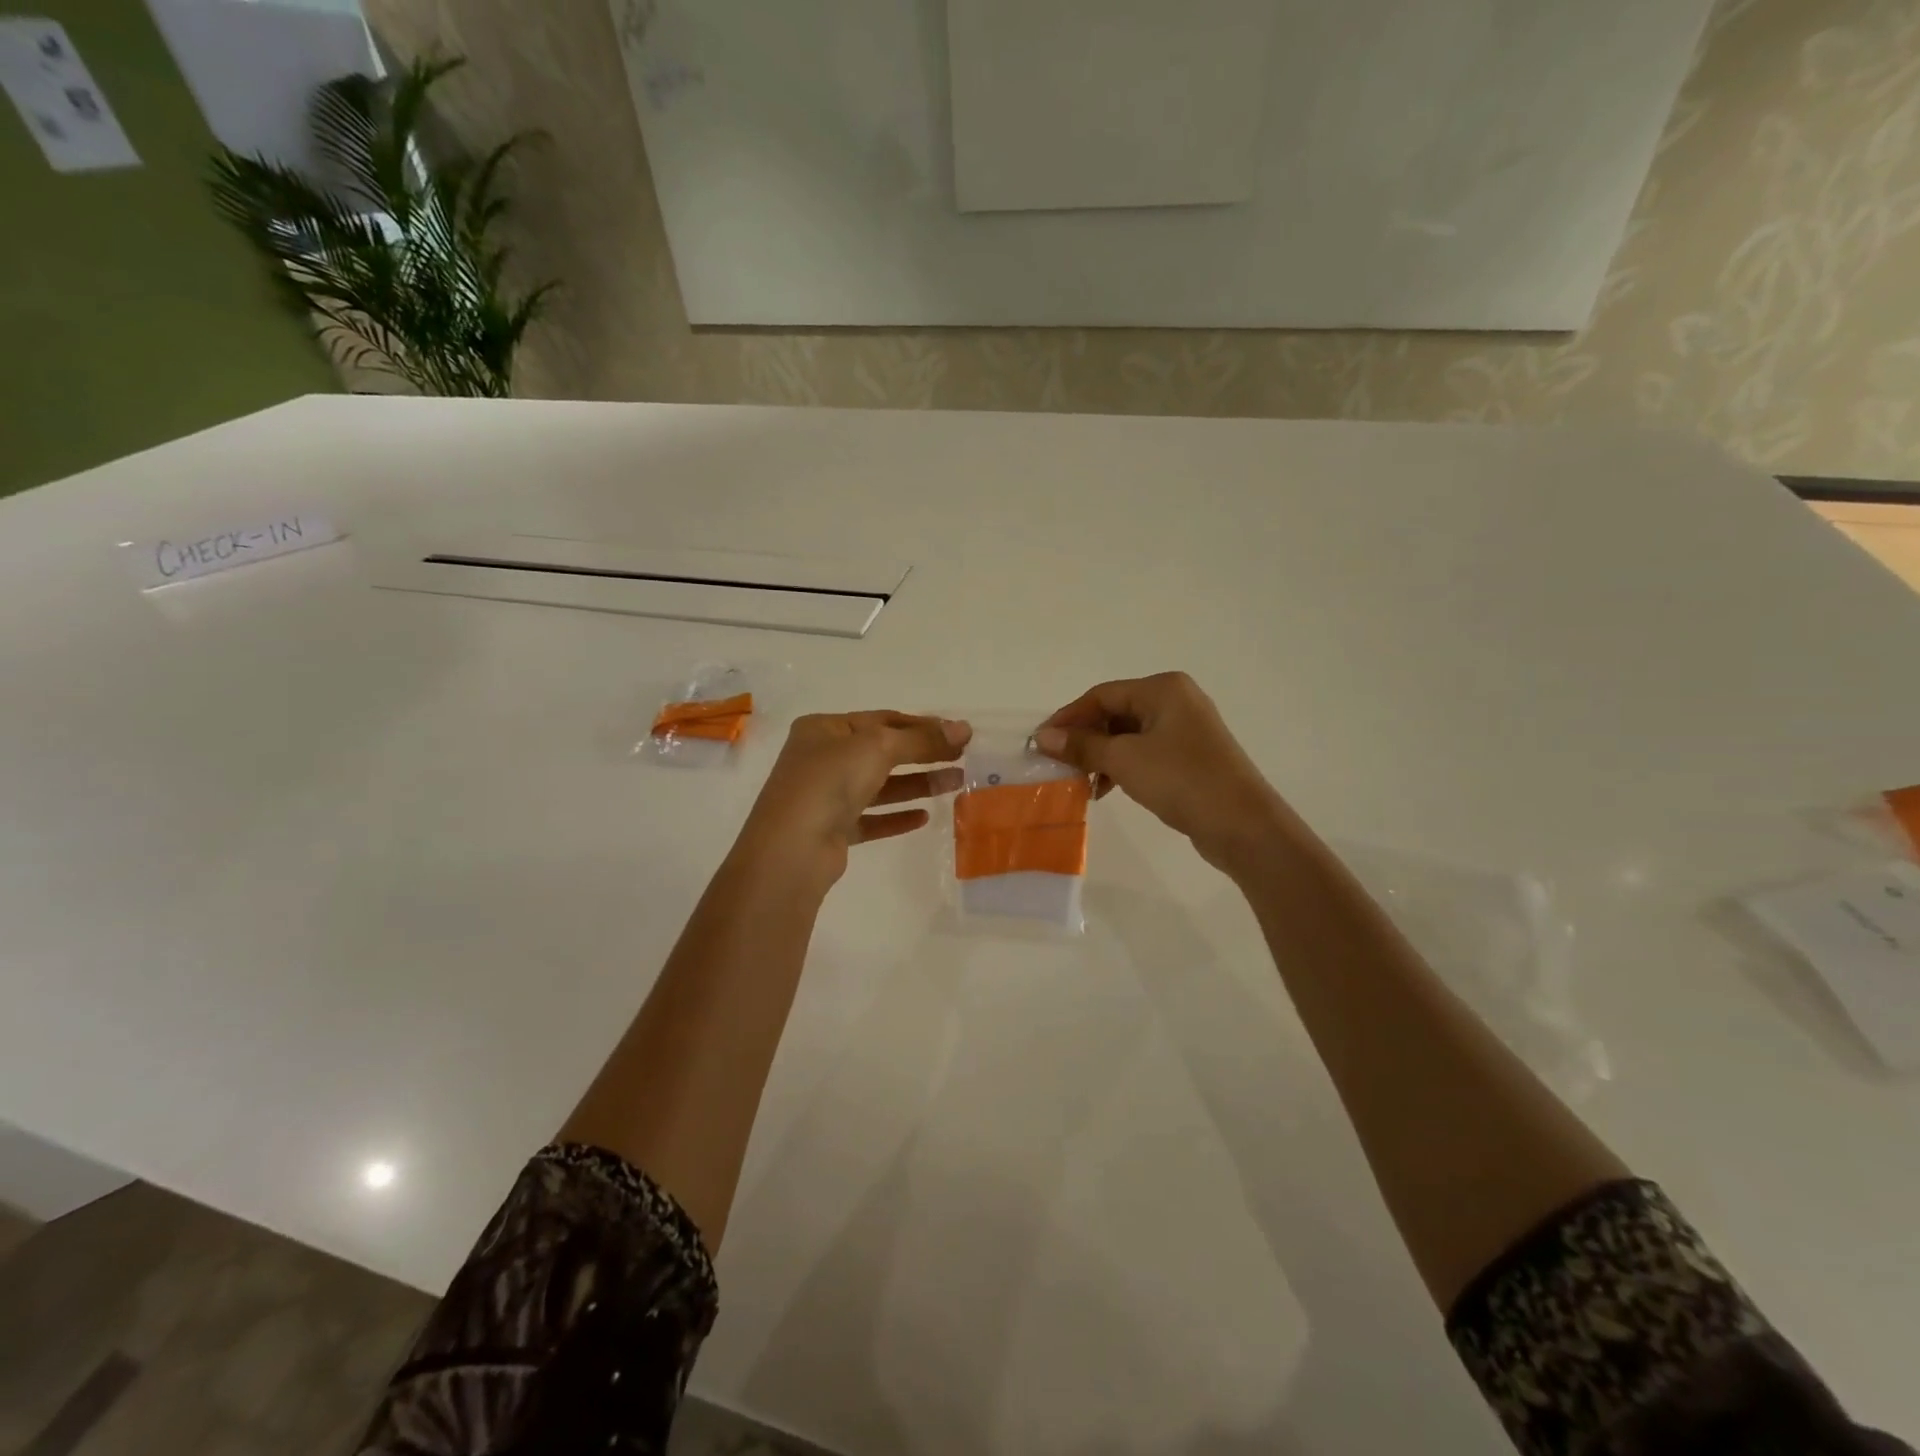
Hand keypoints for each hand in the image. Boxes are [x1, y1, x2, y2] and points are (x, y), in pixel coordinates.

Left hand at [736, 712, 971, 890]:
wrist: (792, 848)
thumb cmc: (829, 781)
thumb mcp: (878, 747)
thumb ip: (922, 739)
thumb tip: (964, 728)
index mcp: (824, 729)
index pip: (881, 720)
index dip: (922, 725)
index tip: (958, 734)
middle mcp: (822, 759)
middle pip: (882, 752)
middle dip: (924, 754)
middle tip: (963, 758)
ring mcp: (825, 796)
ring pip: (879, 786)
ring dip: (917, 784)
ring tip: (956, 784)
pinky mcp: (832, 830)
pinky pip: (871, 818)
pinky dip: (896, 816)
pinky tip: (924, 817)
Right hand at [1033, 673, 1296, 876]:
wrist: (1242, 824)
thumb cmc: (1181, 779)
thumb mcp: (1124, 760)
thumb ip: (1082, 746)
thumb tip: (1043, 737)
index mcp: (1163, 688)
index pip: (1102, 694)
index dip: (1069, 717)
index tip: (1041, 741)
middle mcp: (1176, 700)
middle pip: (1115, 713)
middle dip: (1085, 738)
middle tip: (1059, 764)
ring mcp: (1186, 730)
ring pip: (1128, 735)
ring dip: (1101, 756)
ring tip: (1081, 782)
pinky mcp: (1190, 757)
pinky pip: (1145, 753)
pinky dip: (1122, 767)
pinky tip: (1106, 789)